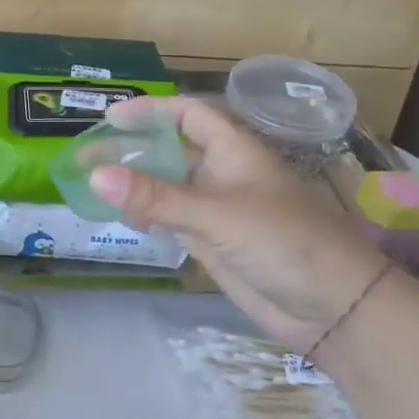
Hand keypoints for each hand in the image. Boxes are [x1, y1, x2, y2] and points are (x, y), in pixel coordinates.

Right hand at [92, 96, 388, 351]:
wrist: (333, 307)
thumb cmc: (284, 242)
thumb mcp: (217, 214)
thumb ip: (156, 196)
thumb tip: (95, 175)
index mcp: (233, 149)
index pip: (186, 114)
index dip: (150, 111)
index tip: (110, 119)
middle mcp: (222, 173)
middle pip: (170, 150)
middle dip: (131, 150)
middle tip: (86, 157)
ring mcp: (217, 209)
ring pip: (167, 186)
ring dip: (134, 184)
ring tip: (91, 187)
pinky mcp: (213, 242)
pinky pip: (170, 219)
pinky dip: (146, 215)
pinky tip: (121, 218)